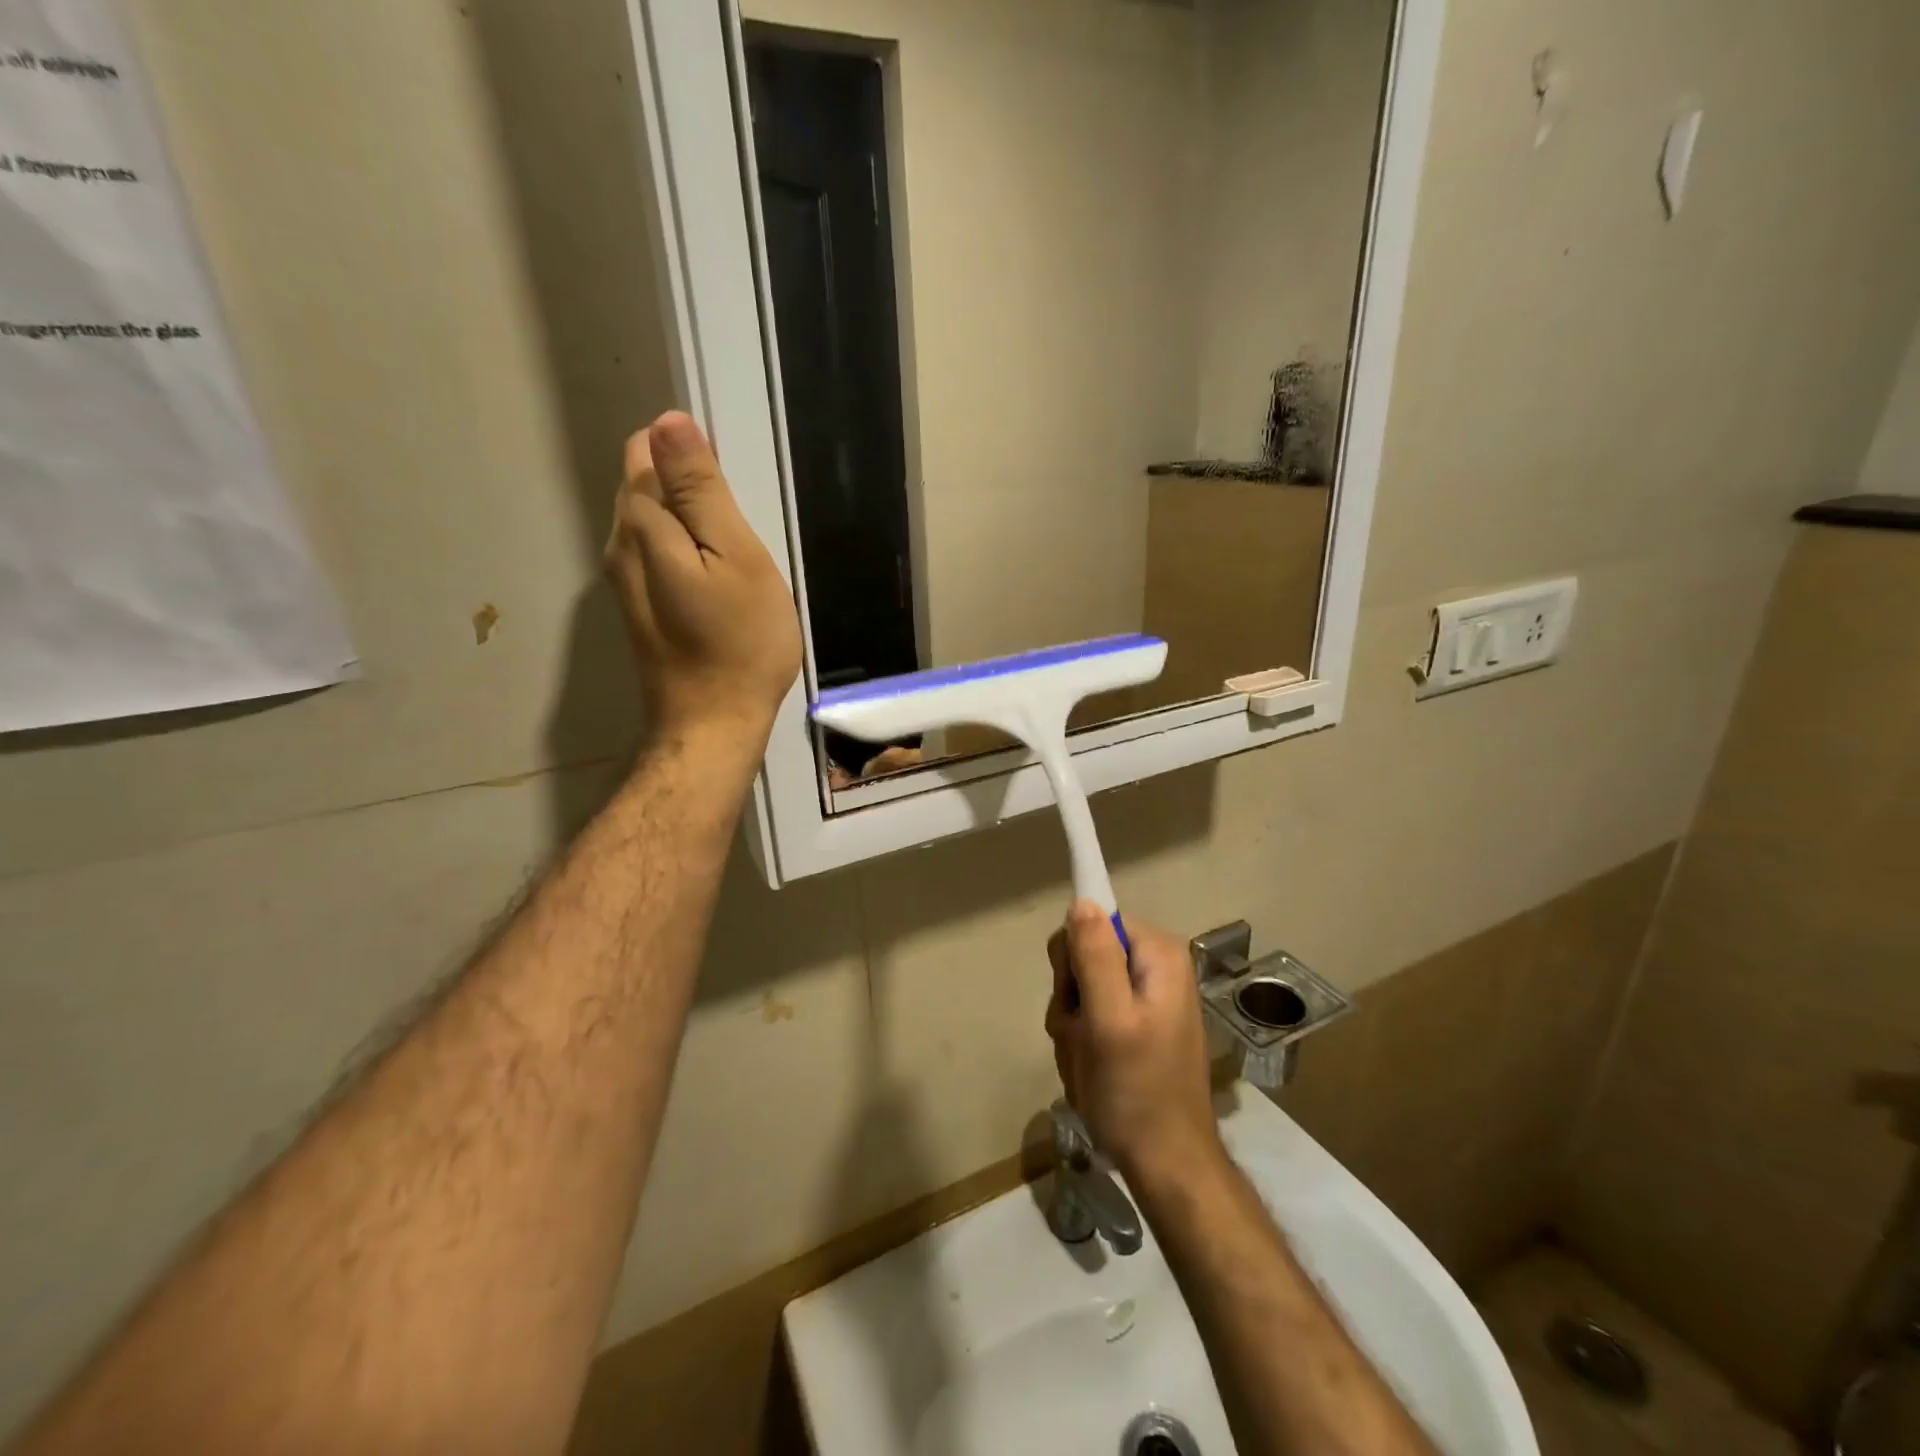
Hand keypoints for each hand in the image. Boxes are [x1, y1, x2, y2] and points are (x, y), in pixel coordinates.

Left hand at [606, 412, 801, 746]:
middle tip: (742, 536)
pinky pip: (660, 558)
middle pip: (647, 486)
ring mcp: (625, 582)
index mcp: (641, 524)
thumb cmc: (739, 642)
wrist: (713, 724)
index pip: (647, 450)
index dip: (692, 458)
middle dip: (692, 492)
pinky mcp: (640, 609)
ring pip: (655, 525)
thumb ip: (700, 490)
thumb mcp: (735, 557)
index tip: (734, 495)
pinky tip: (720, 588)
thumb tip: (669, 422)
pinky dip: (689, 557)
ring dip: (694, 528)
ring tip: (736, 564)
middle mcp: (619, 545)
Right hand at [1045, 903, 1223, 1184]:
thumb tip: (1082, 901)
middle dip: (1071, 997)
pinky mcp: (1137, 1023)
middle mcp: (1156, 966)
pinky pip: (1092, 1013)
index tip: (1079, 999)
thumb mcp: (1109, 1021)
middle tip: (1085, 1036)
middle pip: (1084, 954)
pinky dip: (1082, 1040)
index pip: (1092, 921)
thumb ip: (1094, 956)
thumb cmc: (1137, 1092)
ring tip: (1090, 1059)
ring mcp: (1147, 997)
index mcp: (1158, 954)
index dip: (1074, 959)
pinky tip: (1093, 1068)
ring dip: (1073, 1024)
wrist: (1167, 1164)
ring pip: (1081, 987)